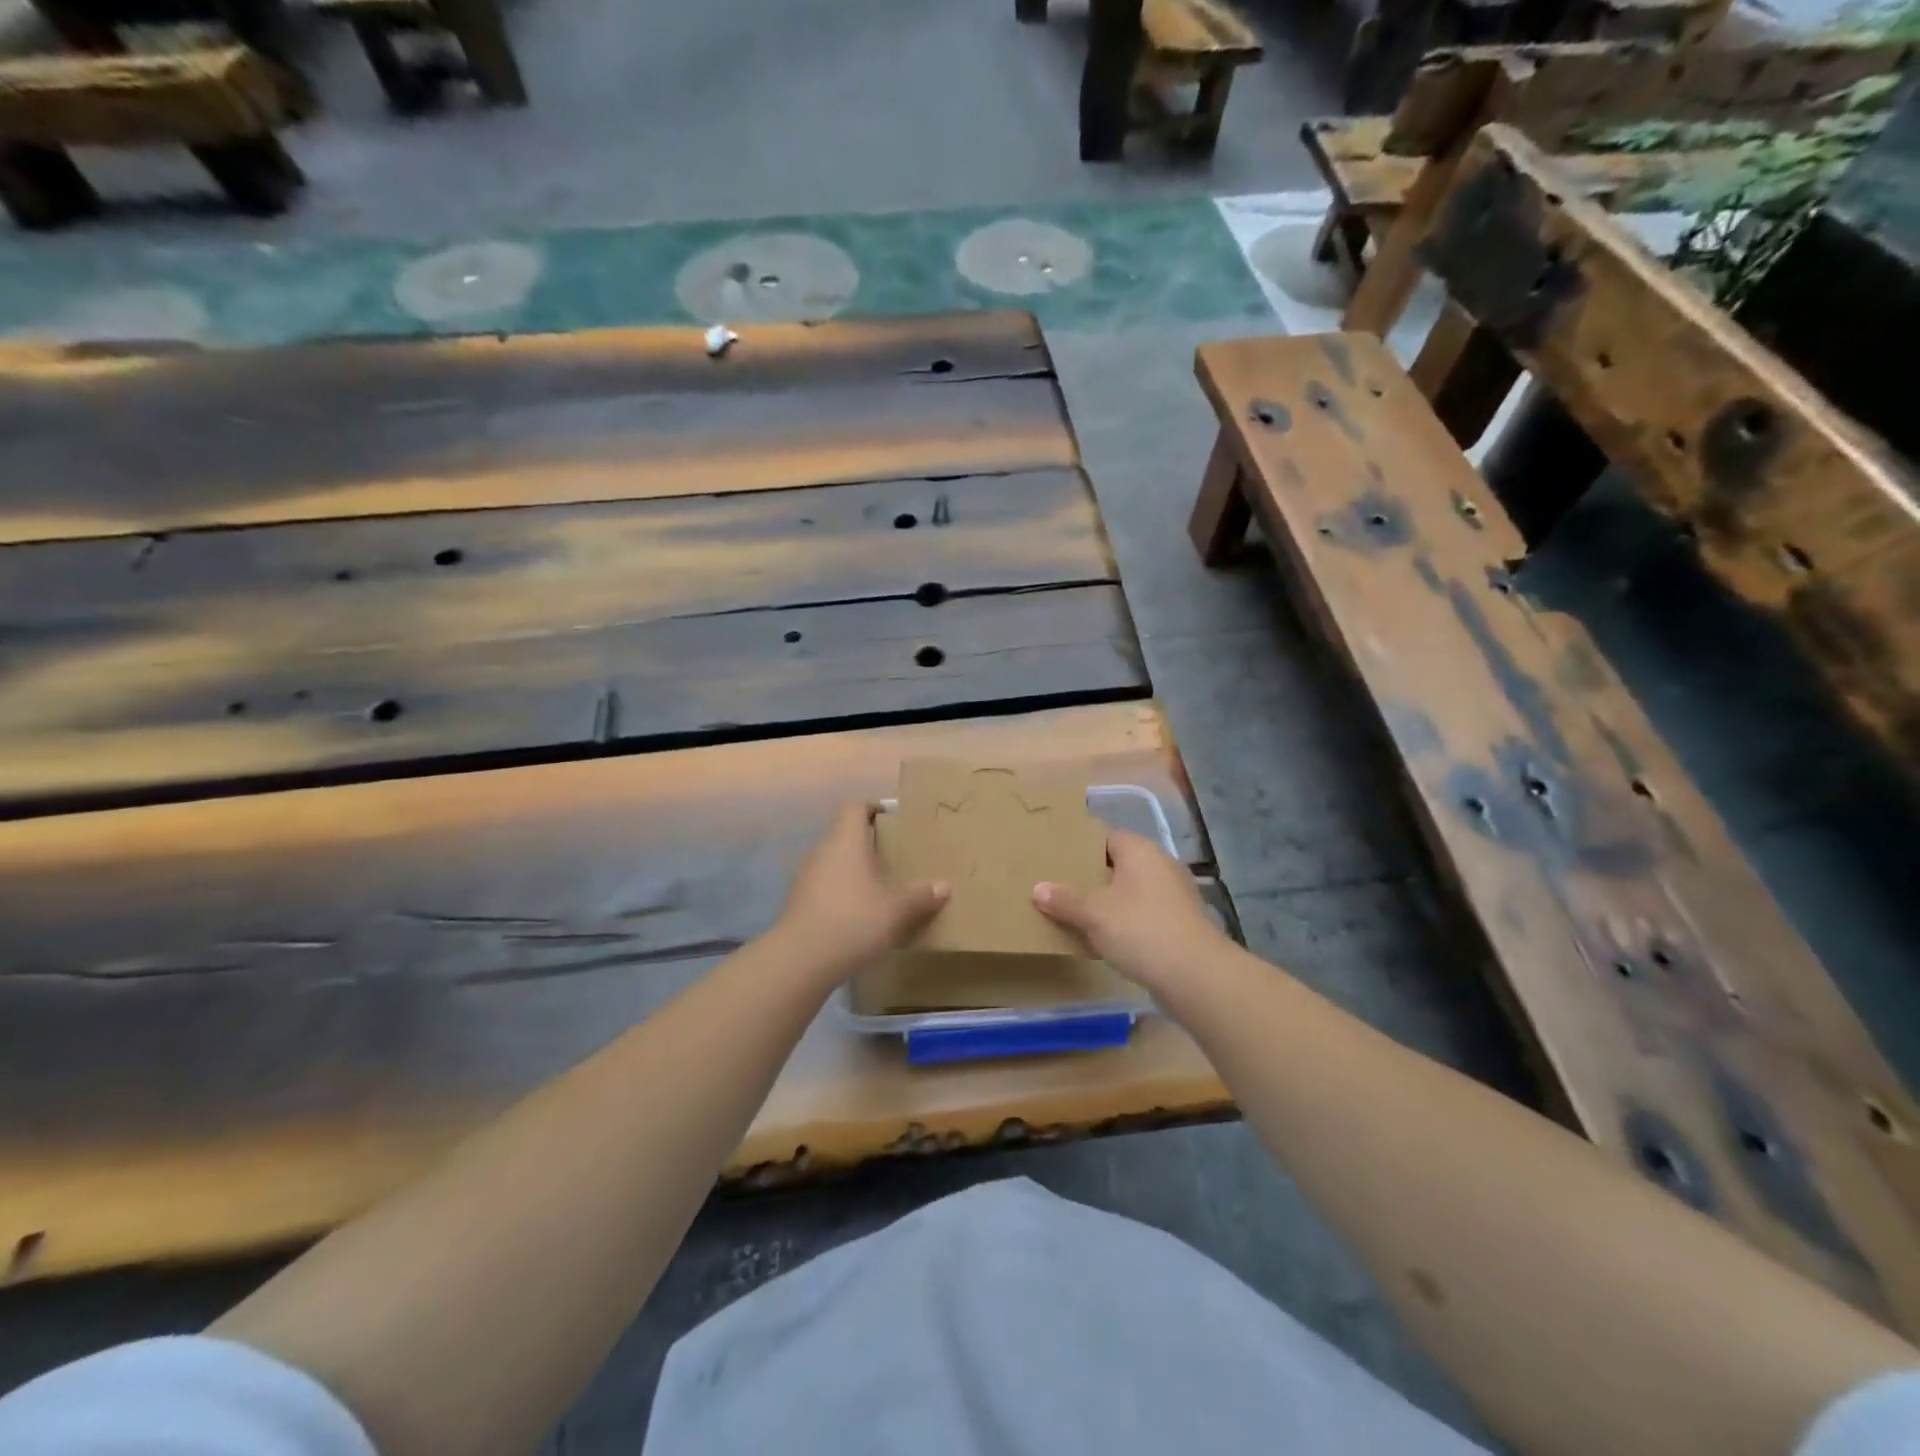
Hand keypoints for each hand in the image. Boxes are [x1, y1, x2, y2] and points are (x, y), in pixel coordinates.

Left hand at [773, 801, 949, 982]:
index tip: (893, 820)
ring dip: (855, 870)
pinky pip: (825, 886)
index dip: (873, 808)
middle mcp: (823, 850)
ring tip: (880, 888)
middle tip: (895, 858)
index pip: (855, 807)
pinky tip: (859, 915)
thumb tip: (943, 886)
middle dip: (869, 844)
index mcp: (846, 840)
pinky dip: (842, 893)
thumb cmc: (855, 919)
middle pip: (845, 834)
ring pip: (834, 862)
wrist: (802, 959)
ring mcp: (806, 876)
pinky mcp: (799, 902)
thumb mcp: (897, 909)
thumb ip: (921, 895)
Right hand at [1033, 830, 1224, 992]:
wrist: (1194, 976)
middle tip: (1057, 886)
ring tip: (1074, 913)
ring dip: (1105, 902)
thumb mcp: (1093, 913)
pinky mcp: (1178, 924)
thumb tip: (1039, 888)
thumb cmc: (1140, 929)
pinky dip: (1122, 922)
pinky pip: (1141, 914)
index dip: (1079, 846)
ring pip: (1129, 891)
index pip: (1104, 836)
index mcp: (1140, 851)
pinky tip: (1101, 939)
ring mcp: (1172, 895)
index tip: (1054, 858)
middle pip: (1116, 864)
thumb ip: (1064, 899)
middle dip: (1089, 876)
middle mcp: (1159, 865)